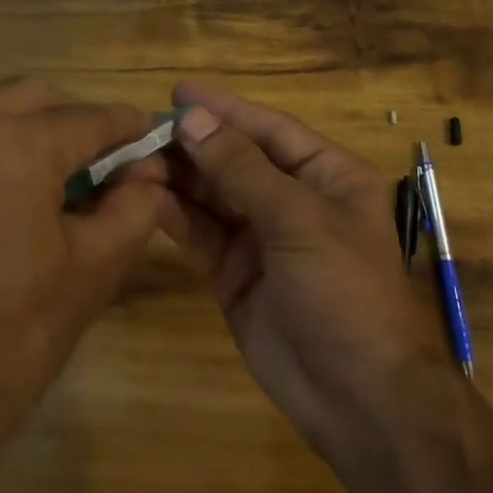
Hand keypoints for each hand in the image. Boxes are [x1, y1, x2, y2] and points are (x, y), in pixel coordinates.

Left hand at [0, 78, 175, 472]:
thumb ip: (134, 207)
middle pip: (38, 100)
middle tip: (111, 161)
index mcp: (13, 144)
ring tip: (67, 178)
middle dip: (79, 121)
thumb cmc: (7, 342)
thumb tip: (149, 173)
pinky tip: (19, 194)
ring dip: (36, 129)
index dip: (129, 127)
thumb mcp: (91, 271)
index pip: (89, 118)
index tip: (154, 137)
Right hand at [164, 82, 450, 466]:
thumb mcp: (298, 220)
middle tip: (141, 132)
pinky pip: (201, 234)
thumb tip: (191, 119)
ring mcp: (262, 238)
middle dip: (192, 146)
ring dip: (176, 179)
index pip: (268, 129)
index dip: (224, 109)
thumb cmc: (344, 291)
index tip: (178, 92)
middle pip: (234, 159)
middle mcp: (293, 199)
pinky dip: (174, 217)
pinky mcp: (235, 274)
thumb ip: (241, 169)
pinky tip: (144, 200)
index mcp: (326, 175)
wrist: (360, 401)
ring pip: (212, 196)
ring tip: (132, 163)